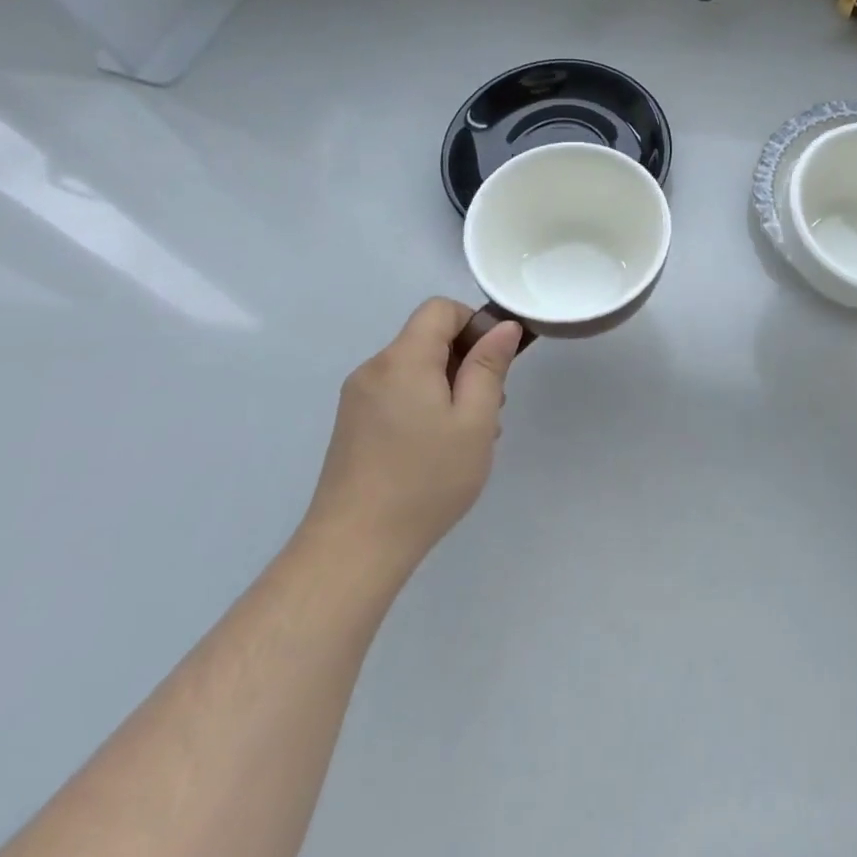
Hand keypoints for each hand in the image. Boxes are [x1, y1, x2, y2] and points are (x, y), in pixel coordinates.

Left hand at [302, 298, 523, 568]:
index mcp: (403, 359)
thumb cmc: (425, 480)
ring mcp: (358, 398)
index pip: (440, 309)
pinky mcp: (352, 424)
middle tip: (490, 409)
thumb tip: (503, 326)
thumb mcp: (475, 421)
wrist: (354, 547)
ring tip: (468, 437)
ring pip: (415, 369)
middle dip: (465, 361)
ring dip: (448, 388)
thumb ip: (489, 367)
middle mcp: (375, 368)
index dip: (473, 323)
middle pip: (427, 339)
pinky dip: (425, 405)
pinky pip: (398, 394)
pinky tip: (438, 450)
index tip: (495, 363)